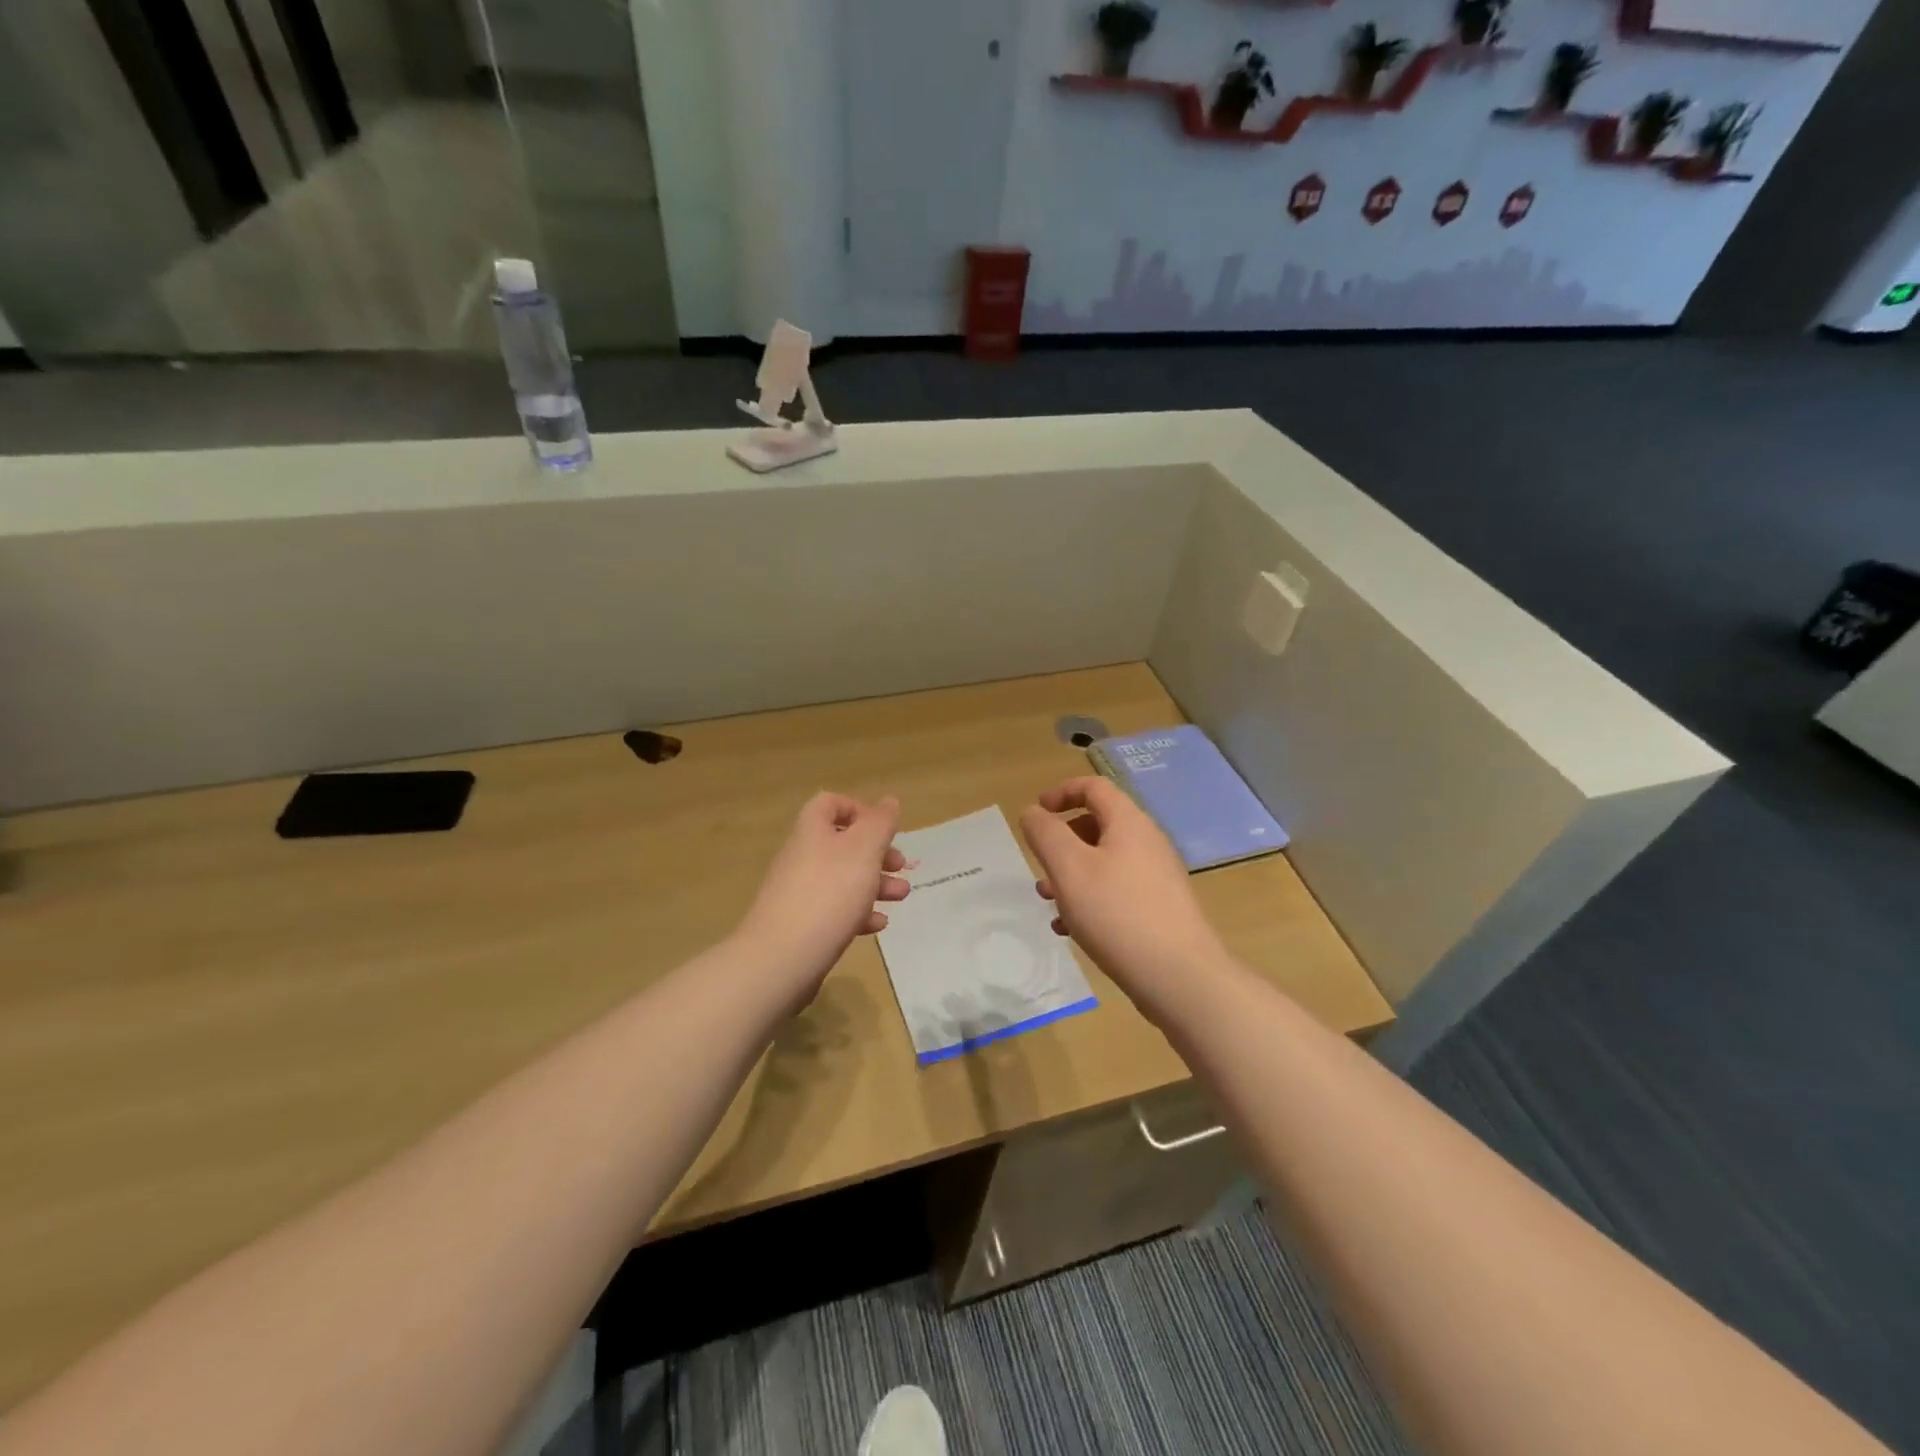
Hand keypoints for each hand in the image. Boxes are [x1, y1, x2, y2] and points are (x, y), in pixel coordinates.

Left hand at [735, 791, 909, 1004]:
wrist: (781, 958)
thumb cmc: (829, 894)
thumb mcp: (864, 851)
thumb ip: (880, 823)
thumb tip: (889, 801)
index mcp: (813, 831)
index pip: (830, 804)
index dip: (859, 810)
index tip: (884, 829)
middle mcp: (803, 856)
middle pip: (843, 844)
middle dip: (877, 853)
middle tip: (900, 866)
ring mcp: (799, 892)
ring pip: (843, 878)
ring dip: (875, 884)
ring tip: (901, 896)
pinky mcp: (802, 924)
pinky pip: (834, 910)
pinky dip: (859, 912)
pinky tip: (877, 925)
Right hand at [1019, 777, 1226, 1016]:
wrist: (1180, 977)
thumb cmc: (1118, 914)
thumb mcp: (1069, 868)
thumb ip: (1045, 834)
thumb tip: (1034, 812)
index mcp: (1129, 823)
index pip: (1094, 787)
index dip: (1062, 792)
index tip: (1036, 813)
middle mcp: (1147, 843)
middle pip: (1099, 824)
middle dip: (1062, 841)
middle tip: (1040, 865)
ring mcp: (1156, 877)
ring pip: (1104, 862)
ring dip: (1072, 874)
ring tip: (1048, 901)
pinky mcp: (1159, 909)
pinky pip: (1117, 891)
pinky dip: (1090, 899)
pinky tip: (1070, 930)